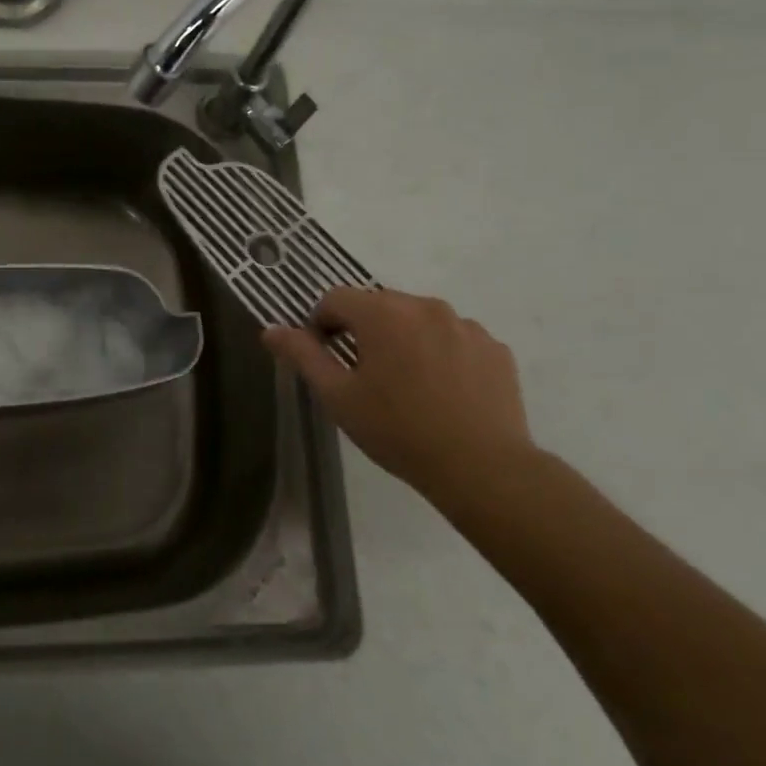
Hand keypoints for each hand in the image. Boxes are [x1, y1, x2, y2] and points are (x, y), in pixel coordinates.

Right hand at [263, 287, 533, 490]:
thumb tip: (271, 330)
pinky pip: (455, 339)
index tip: (325, 358)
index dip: (321, 325)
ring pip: (419, 320)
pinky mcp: (494, 347)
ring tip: (407, 385)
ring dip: (404, 340)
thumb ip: (303, 356)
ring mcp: (465, 325)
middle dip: (364, 331)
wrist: (481, 467)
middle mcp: (424, 306)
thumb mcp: (338, 396)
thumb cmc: (398, 430)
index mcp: (382, 313)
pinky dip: (442, 354)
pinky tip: (443, 391)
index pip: (335, 299)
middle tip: (363, 375)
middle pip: (379, 306)